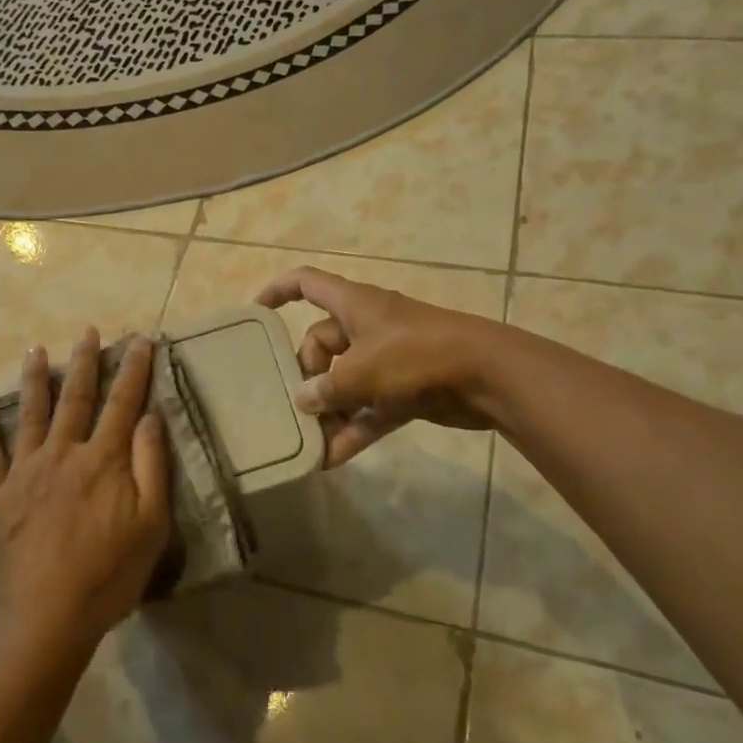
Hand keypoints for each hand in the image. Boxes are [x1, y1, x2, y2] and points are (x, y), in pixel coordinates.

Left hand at [0, 329, 171, 657]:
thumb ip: (151, 466)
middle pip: (75, 398)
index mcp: (102, 460)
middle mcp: (62, 454)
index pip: (123, 403)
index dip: (134, 369)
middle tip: (87, 331)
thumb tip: (150, 416)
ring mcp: (24, 473)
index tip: (141, 339)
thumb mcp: (151, 524)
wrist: (44, 616)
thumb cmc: (107, 574)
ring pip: (30, 415)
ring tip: (35, 350)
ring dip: (34, 380)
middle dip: (84, 362)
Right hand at [257, 266, 501, 464]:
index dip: (278, 291)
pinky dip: (354, 429)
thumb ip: (326, 387)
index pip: (307, 283)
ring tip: (309, 442)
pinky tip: (332, 459)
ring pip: (345, 381)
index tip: (255, 312)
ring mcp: (388, 358)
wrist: (487, 375)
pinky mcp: (406, 389)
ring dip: (330, 411)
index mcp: (353, 304)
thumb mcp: (360, 371)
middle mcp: (367, 326)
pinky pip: (369, 408)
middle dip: (307, 376)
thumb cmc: (415, 356)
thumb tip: (304, 400)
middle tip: (298, 408)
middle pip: (321, 344)